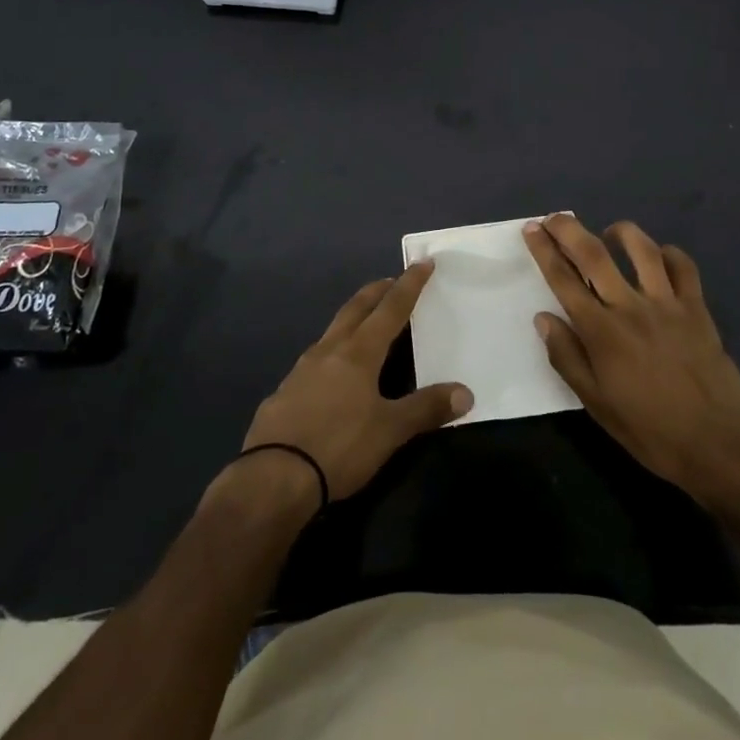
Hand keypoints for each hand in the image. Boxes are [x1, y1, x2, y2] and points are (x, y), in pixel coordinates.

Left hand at [241, 262, 472, 500]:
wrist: (273, 477)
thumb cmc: (339, 446)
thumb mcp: (389, 431)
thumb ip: (426, 409)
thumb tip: (466, 393)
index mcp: (359, 352)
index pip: (391, 309)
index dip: (409, 285)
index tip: (422, 263)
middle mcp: (329, 350)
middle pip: (356, 309)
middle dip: (377, 291)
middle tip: (391, 281)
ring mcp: (302, 369)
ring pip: (333, 331)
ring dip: (353, 319)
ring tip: (366, 323)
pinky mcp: (285, 391)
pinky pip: (315, 359)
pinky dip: (333, 351)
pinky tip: (334, 371)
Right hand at [523, 215, 739, 509]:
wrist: (717, 444)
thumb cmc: (649, 430)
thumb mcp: (596, 403)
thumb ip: (567, 357)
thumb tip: (544, 318)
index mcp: (601, 332)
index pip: (564, 280)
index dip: (544, 251)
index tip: (532, 229)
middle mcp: (630, 307)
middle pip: (594, 254)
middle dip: (569, 230)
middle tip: (554, 217)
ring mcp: (667, 304)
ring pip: (642, 249)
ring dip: (620, 232)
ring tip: (609, 232)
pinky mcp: (697, 309)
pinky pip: (683, 267)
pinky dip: (669, 254)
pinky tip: (659, 257)